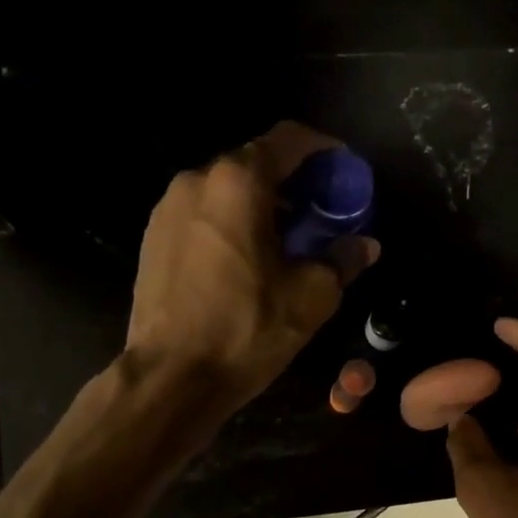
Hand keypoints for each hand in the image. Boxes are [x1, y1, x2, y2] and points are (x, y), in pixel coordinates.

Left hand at [127, 122, 379, 408]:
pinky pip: (203, 215)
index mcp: (238, 182)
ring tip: (284, 242)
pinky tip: (246, 262)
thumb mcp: (310, 298)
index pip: (288, 140)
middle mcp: (197, 181)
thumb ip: (342, 260)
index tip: (343, 172)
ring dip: (260, 205)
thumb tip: (365, 245)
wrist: (171, 378)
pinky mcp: (152, 239)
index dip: (323, 150)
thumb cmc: (246, 331)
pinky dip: (231, 224)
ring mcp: (167, 208)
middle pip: (255, 163)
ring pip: (226, 190)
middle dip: (293, 182)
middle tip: (320, 215)